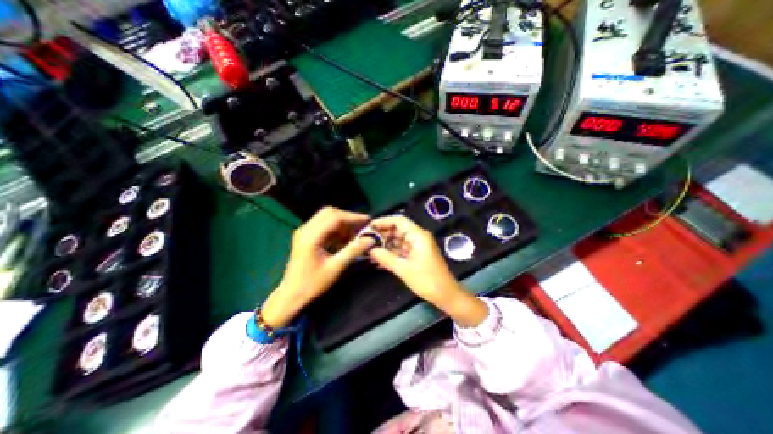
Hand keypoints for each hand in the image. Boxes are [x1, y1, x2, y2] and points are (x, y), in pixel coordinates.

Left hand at [262, 207, 373, 324]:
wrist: (292, 295)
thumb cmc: (313, 284)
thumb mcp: (335, 268)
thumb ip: (353, 251)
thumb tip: (370, 239)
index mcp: (311, 236)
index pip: (335, 217)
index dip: (353, 217)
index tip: (368, 221)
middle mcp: (306, 229)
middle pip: (330, 213)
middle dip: (348, 218)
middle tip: (362, 226)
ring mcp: (304, 232)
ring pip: (327, 218)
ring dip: (343, 223)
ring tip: (356, 234)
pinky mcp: (306, 236)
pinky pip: (324, 226)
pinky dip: (337, 229)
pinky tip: (346, 239)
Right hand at [367, 215, 483, 327]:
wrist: (446, 295)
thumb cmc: (427, 280)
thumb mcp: (404, 269)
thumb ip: (385, 258)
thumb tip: (369, 249)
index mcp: (418, 235)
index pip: (398, 220)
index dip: (383, 221)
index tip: (369, 227)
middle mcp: (418, 237)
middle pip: (397, 229)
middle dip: (382, 234)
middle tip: (365, 241)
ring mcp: (417, 246)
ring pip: (398, 240)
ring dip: (385, 244)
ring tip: (369, 250)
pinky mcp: (417, 255)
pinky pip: (401, 249)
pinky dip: (391, 252)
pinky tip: (378, 258)